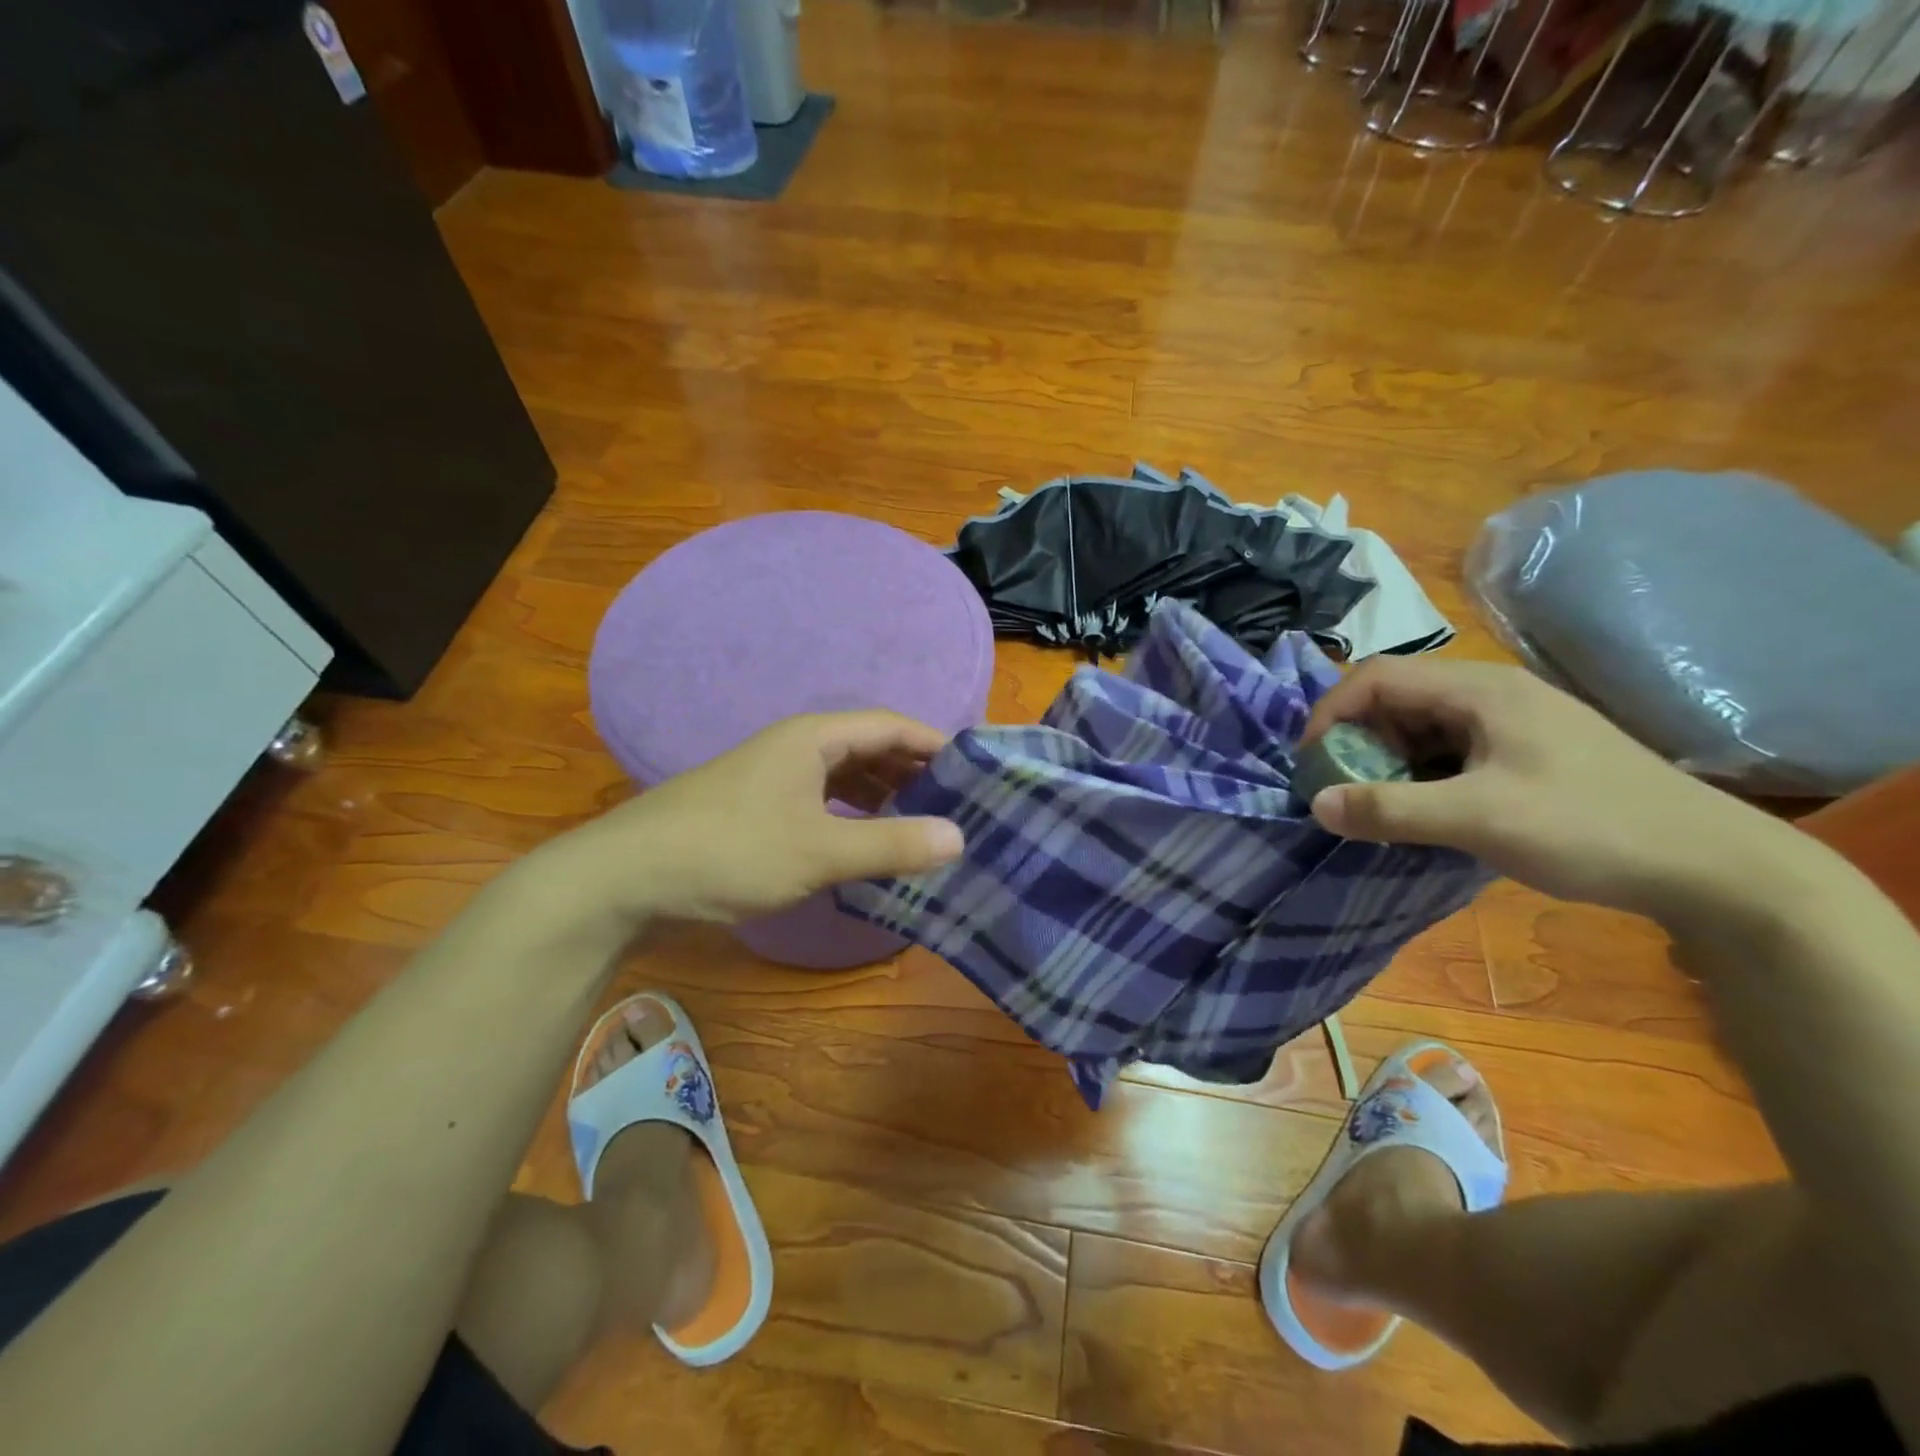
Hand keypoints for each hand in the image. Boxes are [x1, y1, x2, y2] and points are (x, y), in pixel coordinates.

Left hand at [532, 711, 963, 930]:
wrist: (627, 877)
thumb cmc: (730, 851)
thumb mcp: (818, 852)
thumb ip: (891, 844)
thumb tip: (960, 837)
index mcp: (814, 737)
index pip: (893, 726)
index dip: (937, 745)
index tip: (977, 773)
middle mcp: (797, 746)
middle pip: (871, 748)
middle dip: (915, 773)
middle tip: (957, 806)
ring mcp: (776, 776)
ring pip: (846, 776)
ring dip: (884, 796)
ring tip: (922, 825)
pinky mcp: (760, 806)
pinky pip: (824, 799)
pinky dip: (854, 815)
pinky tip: (867, 842)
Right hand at [1300, 657, 1806, 923]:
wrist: (1715, 869)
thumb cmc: (1590, 828)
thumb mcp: (1478, 819)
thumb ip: (1390, 809)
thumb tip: (1314, 804)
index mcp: (1480, 690)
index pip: (1376, 677)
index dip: (1331, 713)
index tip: (1310, 763)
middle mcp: (1491, 694)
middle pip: (1396, 699)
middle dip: (1356, 741)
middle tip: (1341, 790)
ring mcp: (1512, 724)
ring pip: (1420, 728)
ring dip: (1386, 762)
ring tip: (1377, 805)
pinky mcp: (1526, 753)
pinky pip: (1449, 752)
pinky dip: (1419, 776)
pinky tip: (1422, 811)